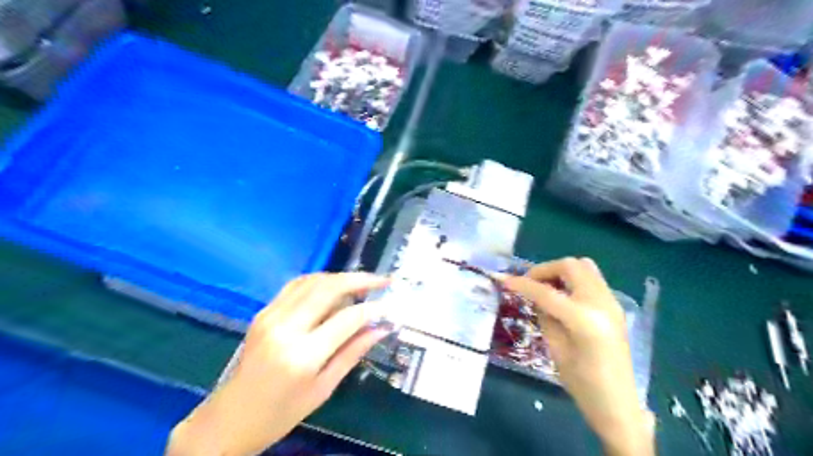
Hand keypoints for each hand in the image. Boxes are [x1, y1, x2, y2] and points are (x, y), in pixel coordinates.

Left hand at [165, 273, 389, 452]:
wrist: (230, 418)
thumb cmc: (281, 413)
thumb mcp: (324, 388)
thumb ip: (353, 353)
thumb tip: (382, 328)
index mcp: (303, 355)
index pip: (347, 318)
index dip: (372, 309)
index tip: (389, 307)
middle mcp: (285, 328)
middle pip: (329, 288)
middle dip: (360, 279)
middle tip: (382, 281)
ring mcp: (271, 315)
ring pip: (313, 280)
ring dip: (341, 277)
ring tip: (362, 284)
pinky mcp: (264, 311)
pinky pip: (297, 285)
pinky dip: (320, 280)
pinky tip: (334, 287)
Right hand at [503, 257, 651, 453]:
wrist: (619, 405)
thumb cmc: (583, 385)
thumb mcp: (555, 349)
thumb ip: (544, 316)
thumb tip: (533, 295)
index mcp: (585, 319)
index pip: (547, 292)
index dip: (523, 284)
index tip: (504, 280)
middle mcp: (601, 303)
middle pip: (570, 266)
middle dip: (545, 270)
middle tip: (529, 283)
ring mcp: (611, 302)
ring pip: (584, 267)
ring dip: (560, 272)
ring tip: (545, 288)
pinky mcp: (614, 306)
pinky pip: (591, 279)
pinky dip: (572, 280)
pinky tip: (561, 297)